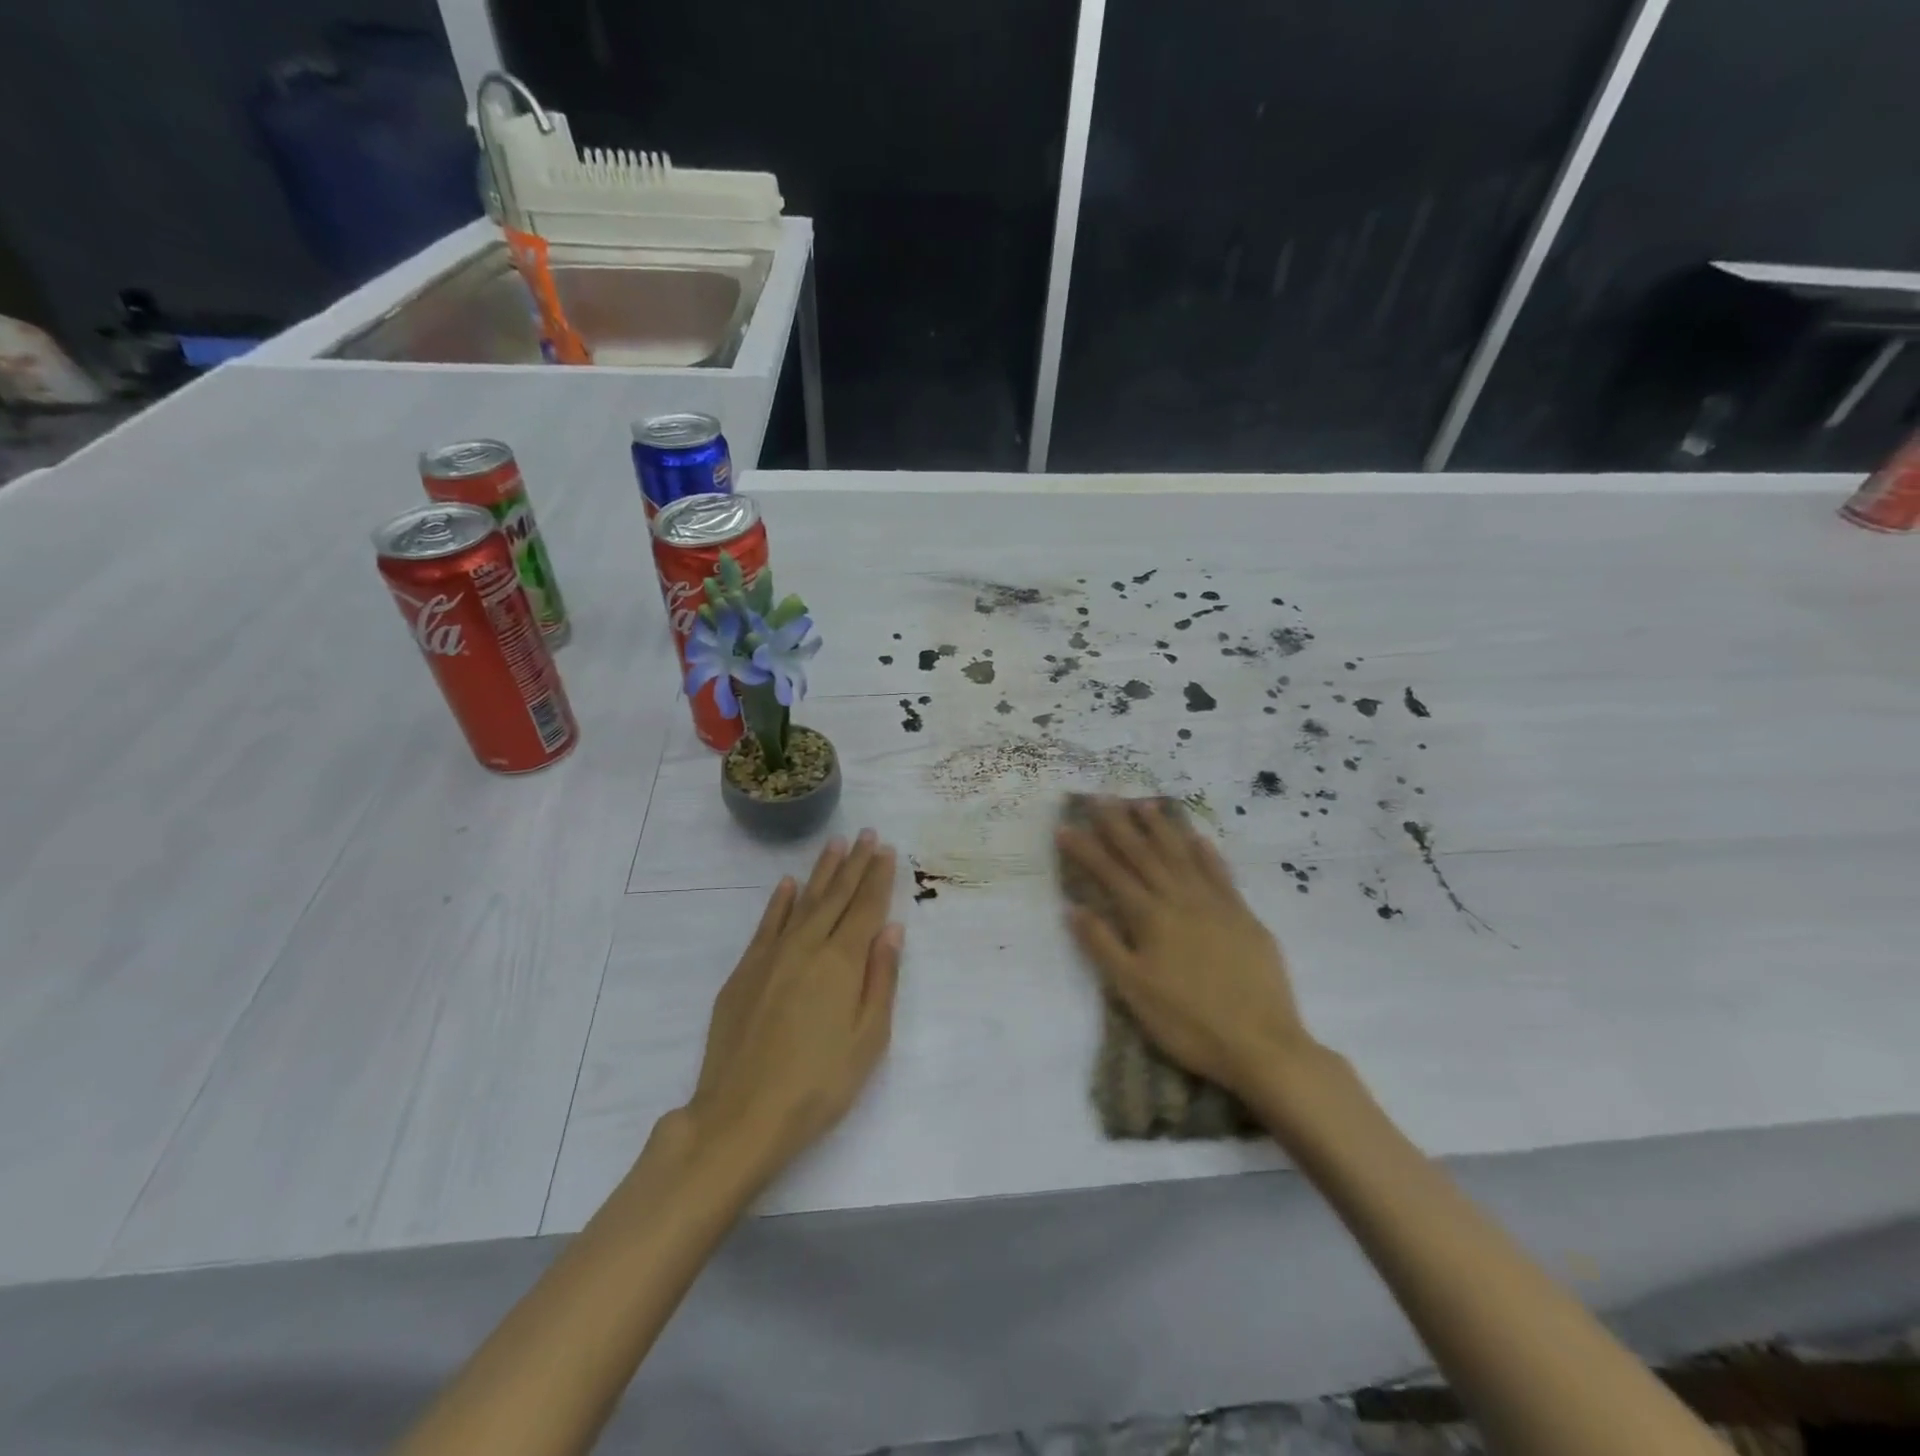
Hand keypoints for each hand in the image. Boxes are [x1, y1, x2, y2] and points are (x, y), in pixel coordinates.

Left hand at [686, 830, 903, 1178]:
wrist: (740, 1117)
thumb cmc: (818, 1085)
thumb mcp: (868, 1041)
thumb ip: (882, 980)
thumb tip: (891, 930)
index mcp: (842, 963)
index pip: (865, 908)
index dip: (878, 878)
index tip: (887, 849)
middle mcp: (807, 947)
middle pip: (836, 896)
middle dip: (855, 864)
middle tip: (868, 834)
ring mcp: (771, 956)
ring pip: (802, 901)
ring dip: (821, 872)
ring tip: (836, 844)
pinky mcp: (745, 971)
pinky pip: (766, 924)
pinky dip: (779, 901)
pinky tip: (787, 884)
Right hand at [1058, 798, 1317, 1105]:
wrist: (1262, 1044)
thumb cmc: (1188, 1022)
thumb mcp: (1133, 990)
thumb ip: (1103, 945)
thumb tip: (1073, 907)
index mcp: (1150, 917)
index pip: (1111, 874)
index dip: (1086, 849)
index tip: (1065, 827)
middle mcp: (1181, 899)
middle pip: (1144, 854)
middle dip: (1119, 825)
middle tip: (1101, 798)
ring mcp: (1216, 904)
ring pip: (1182, 855)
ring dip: (1161, 828)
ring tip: (1143, 804)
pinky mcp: (1244, 916)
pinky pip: (1221, 873)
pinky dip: (1206, 853)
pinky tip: (1198, 838)